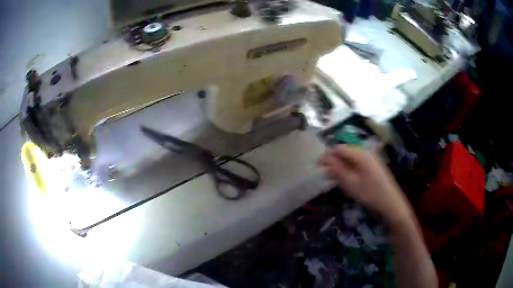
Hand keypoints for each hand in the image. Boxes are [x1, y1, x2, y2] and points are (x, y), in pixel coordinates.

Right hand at [319, 145, 412, 224]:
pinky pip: (357, 164)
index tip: (316, 165)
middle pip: (345, 152)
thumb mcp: (350, 182)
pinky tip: (345, 179)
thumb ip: (336, 169)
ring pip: (350, 159)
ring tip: (331, 178)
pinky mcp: (373, 166)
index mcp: (360, 154)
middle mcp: (366, 152)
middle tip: (323, 174)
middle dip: (333, 161)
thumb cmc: (370, 193)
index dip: (326, 155)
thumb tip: (324, 157)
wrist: (390, 203)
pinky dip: (349, 170)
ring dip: (340, 167)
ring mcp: (371, 159)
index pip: (339, 148)